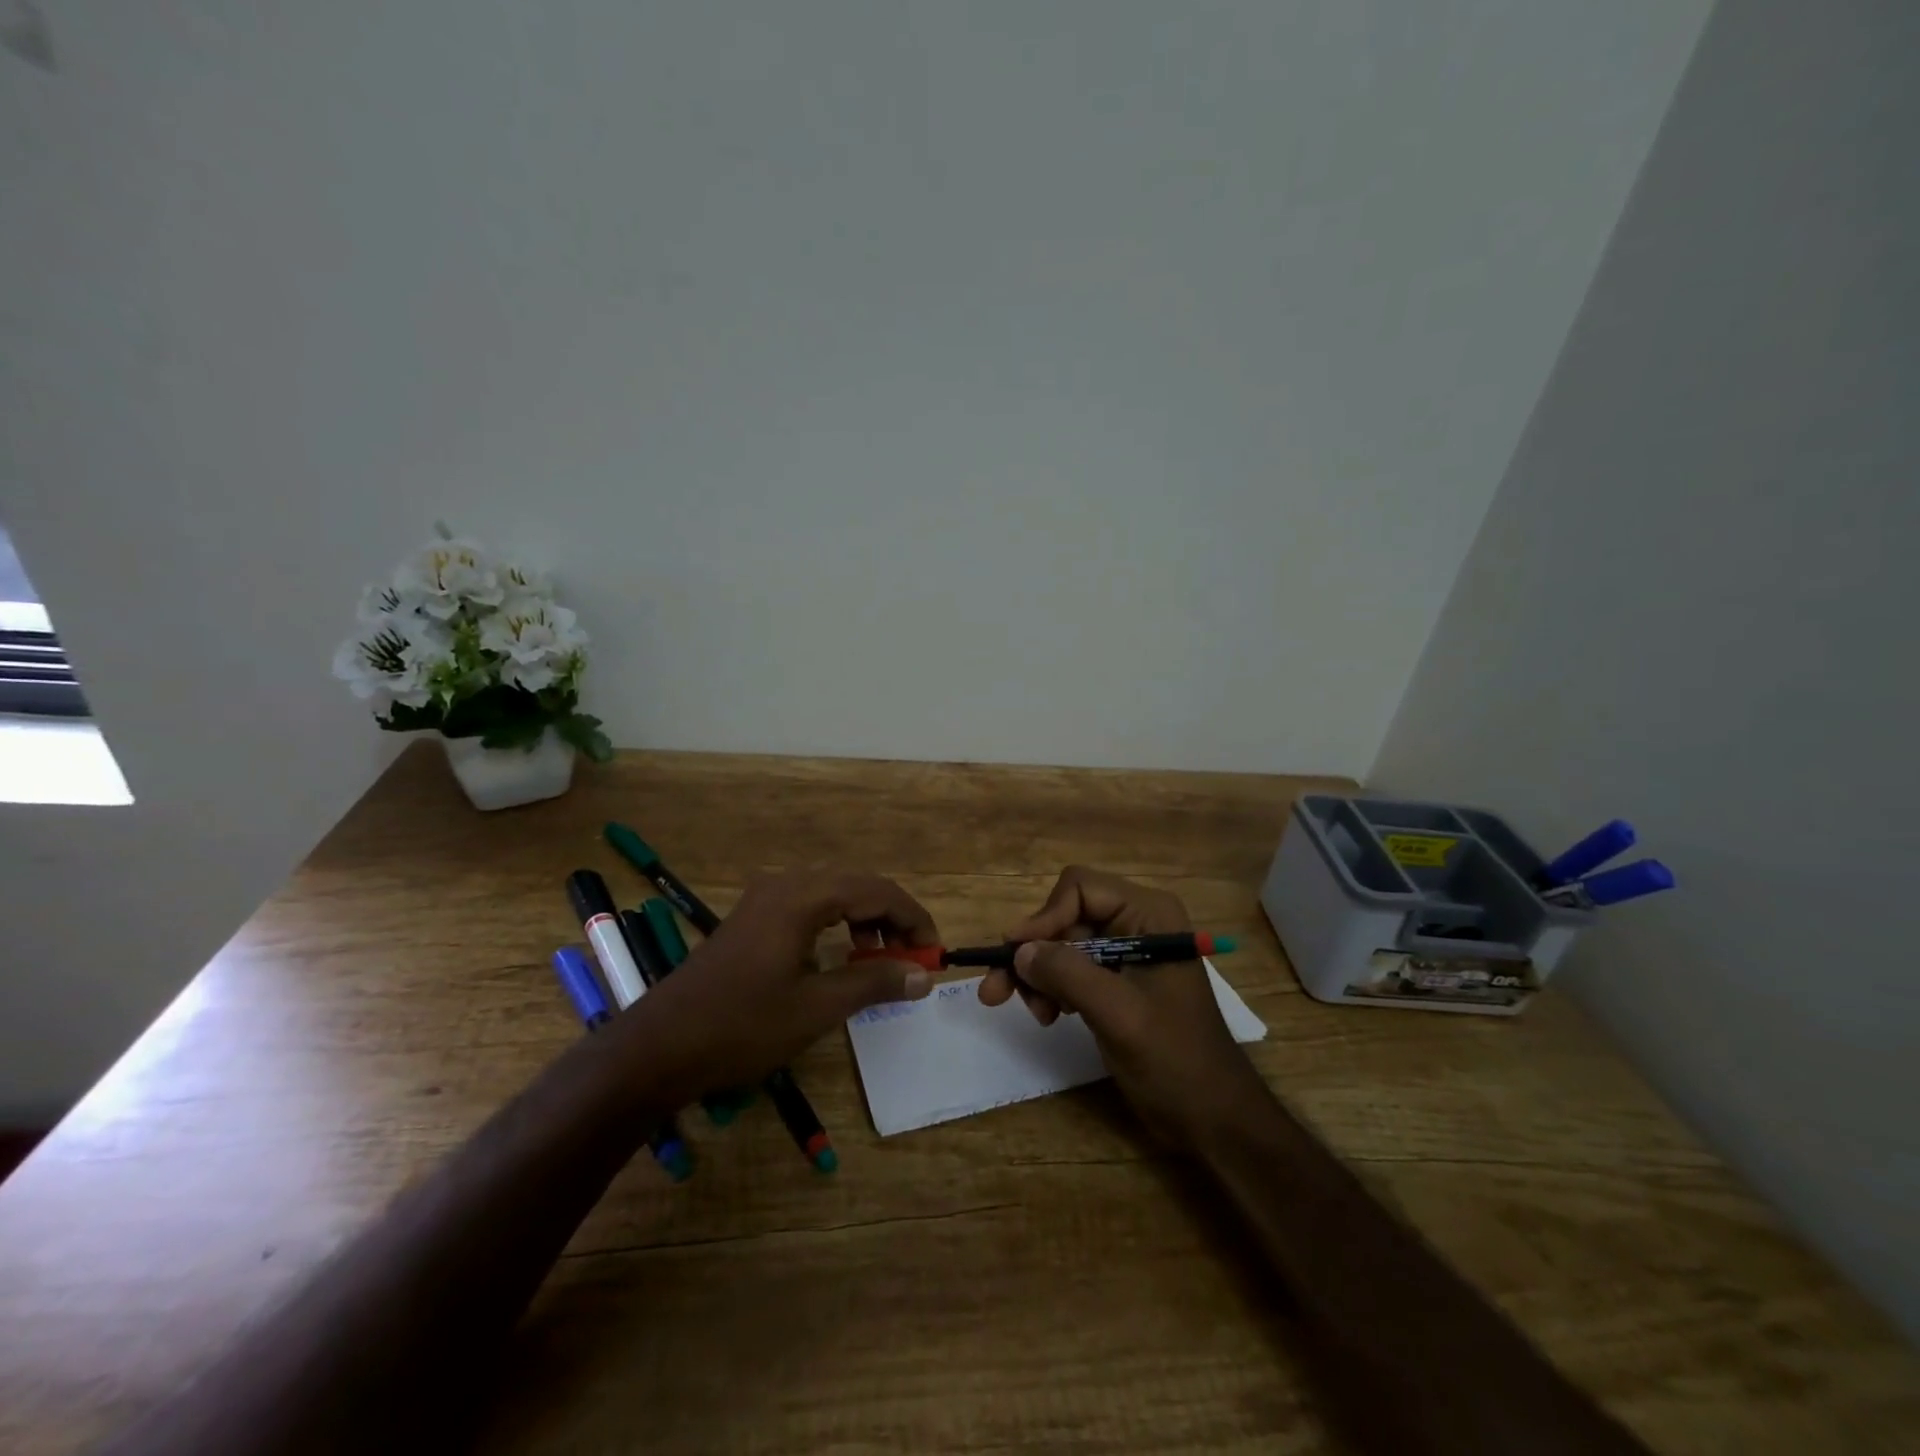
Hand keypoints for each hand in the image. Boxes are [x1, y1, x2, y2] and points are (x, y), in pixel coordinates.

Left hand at [623, 870, 938, 1100]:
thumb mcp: (816, 1008)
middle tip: (914, 957)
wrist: (658, 1048)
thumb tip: (924, 974)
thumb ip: (874, 983)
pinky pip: (809, 907)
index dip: (913, 918)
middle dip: (892, 919)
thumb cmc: (741, 1026)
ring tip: (880, 962)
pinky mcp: (752, 919)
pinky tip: (840, 958)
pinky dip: (836, 926)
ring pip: (833, 895)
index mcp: (802, 897)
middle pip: (856, 886)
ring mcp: (764, 899)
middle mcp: (785, 885)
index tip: (934, 952)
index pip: (877, 891)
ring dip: (865, 921)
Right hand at [979, 866, 1264, 1142]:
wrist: (1212, 1116)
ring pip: (1062, 943)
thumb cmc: (1175, 1060)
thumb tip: (1018, 950)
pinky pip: (1071, 968)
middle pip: (1065, 916)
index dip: (1043, 917)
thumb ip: (1069, 975)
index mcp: (1148, 914)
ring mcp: (1126, 950)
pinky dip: (1052, 988)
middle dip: (1034, 952)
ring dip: (1039, 975)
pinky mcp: (1117, 979)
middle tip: (995, 991)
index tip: (1014, 956)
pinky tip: (1050, 1016)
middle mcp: (1136, 921)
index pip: (1079, 888)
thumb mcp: (1119, 1015)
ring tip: (1036, 1014)